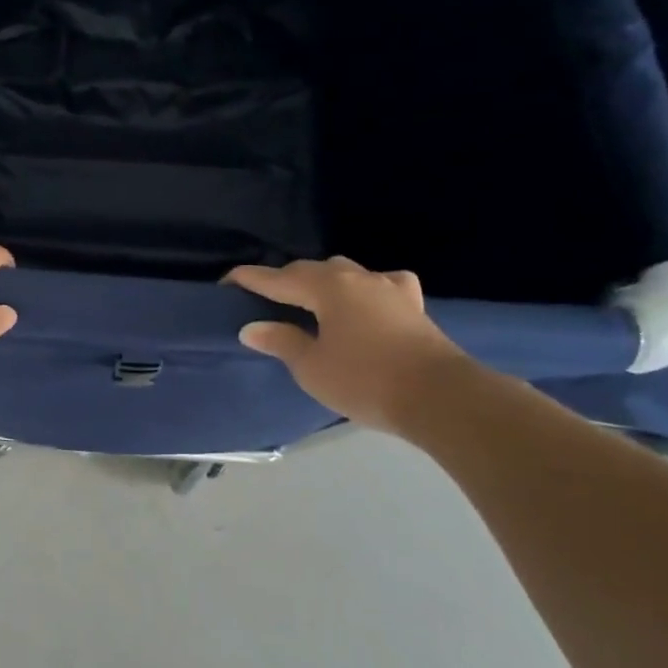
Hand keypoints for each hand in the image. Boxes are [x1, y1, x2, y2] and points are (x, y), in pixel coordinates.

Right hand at [224, 257, 469, 432]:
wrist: (441, 397)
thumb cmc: (366, 380)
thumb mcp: (312, 367)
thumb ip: (281, 341)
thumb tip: (252, 327)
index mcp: (326, 287)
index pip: (277, 278)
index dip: (250, 279)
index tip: (226, 281)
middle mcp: (356, 278)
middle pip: (311, 270)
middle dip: (285, 279)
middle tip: (264, 296)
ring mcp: (389, 288)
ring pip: (346, 273)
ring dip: (323, 281)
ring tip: (310, 298)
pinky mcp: (412, 305)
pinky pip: (382, 285)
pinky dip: (366, 288)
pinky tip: (367, 299)